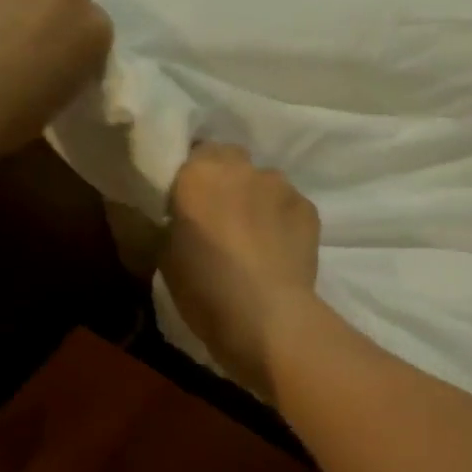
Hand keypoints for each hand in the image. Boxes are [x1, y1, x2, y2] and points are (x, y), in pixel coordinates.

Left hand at [0, 0, 112, 158]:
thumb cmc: (13, 116)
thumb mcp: (61, 96)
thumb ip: (67, 64)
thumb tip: (52, 57)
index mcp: (95, 31)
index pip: (95, 23)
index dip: (75, 34)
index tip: (61, 50)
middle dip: (55, 1)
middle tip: (32, 26)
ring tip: (2, 4)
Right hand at [162, 144, 319, 400]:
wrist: (267, 317)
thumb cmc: (205, 288)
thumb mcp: (162, 256)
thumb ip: (163, 222)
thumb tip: (167, 214)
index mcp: (198, 173)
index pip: (191, 153)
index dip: (189, 177)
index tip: (185, 202)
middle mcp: (242, 168)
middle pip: (230, 159)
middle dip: (224, 180)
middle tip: (218, 215)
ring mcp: (281, 186)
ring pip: (263, 180)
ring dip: (255, 197)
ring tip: (253, 235)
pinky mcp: (309, 208)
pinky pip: (288, 204)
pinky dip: (281, 218)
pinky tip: (278, 248)